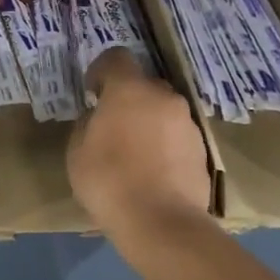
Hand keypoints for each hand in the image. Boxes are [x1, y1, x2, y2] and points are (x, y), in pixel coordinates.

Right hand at [67, 49, 211, 235]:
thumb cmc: (109, 180)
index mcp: (129, 90)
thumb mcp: (77, 151)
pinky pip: (177, 137)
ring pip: (163, 112)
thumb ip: (87, 125)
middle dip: (128, 100)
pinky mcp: (202, 151)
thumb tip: (97, 118)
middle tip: (113, 127)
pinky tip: (153, 173)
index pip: (116, 57)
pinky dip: (165, 146)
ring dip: (149, 123)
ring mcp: (188, 124)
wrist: (161, 222)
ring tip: (134, 156)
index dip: (101, 70)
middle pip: (144, 85)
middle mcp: (163, 97)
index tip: (92, 93)